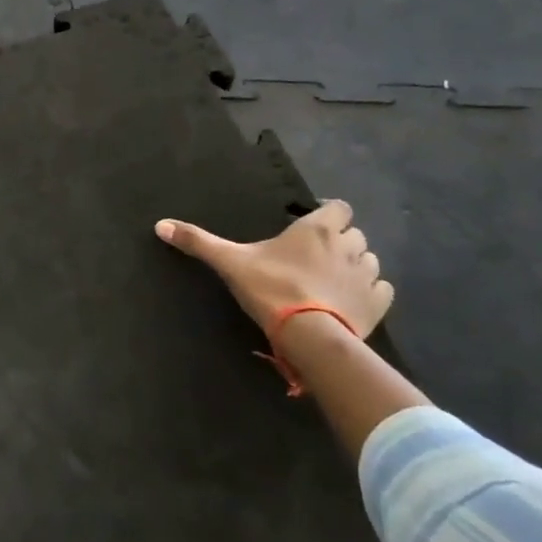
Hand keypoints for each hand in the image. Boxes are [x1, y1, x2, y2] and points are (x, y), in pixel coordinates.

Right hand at [154, 200, 392, 340]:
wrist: (309, 335)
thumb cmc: (270, 288)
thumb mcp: (229, 263)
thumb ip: (198, 242)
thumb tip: (159, 224)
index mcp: (316, 229)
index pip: (338, 207)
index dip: (329, 213)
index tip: (312, 226)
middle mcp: (348, 245)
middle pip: (354, 234)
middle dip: (340, 240)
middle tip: (315, 256)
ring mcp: (367, 275)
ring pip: (369, 260)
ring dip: (355, 265)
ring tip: (332, 279)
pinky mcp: (378, 303)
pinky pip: (381, 289)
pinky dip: (370, 290)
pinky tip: (351, 299)